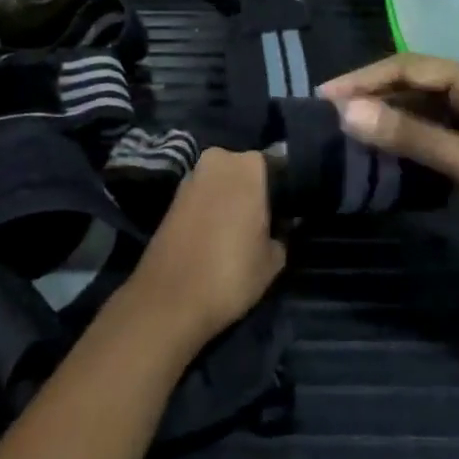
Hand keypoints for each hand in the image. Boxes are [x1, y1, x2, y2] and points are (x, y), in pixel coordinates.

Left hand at [129, 150, 284, 350]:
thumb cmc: (231, 272)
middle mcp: (218, 159)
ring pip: (222, 182)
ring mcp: (191, 175)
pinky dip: (212, 209)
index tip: (289, 213)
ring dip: (231, 199)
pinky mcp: (173, 196)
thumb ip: (282, 234)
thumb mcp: (274, 259)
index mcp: (249, 165)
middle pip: (246, 171)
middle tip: (266, 222)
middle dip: (255, 191)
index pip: (278, 167)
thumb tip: (281, 225)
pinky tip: (218, 235)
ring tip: (242, 232)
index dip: (285, 191)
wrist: (169, 299)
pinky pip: (203, 196)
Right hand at [321, 55, 458, 271]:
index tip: (326, 96)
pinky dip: (403, 139)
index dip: (366, 78)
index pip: (410, 67)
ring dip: (385, 117)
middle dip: (372, 95)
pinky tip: (380, 151)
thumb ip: (411, 136)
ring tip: (345, 130)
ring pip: (419, 110)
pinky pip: (429, 134)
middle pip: (413, 84)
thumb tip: (347, 113)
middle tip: (328, 113)